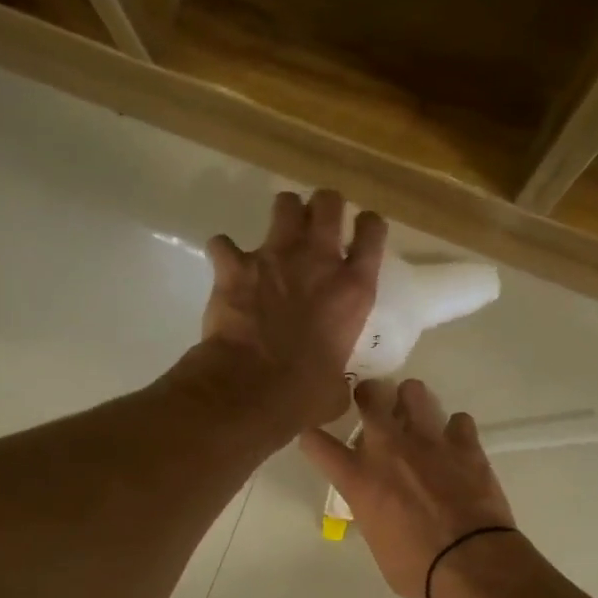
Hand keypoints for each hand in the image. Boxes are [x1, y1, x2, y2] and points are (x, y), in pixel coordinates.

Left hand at [192, 190, 385, 429]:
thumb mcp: (337, 388)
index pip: (373, 234)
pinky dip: (224, 253)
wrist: (251, 389)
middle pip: (329, 202)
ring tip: (278, 234)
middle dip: (324, 206)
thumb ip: (339, 377)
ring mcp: (276, 257)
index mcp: (353, 290)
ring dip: (283, 215)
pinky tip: (226, 266)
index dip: (369, 226)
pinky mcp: (236, 266)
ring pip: (285, 204)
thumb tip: (335, 386)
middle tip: (318, 224)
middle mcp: (319, 261)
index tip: (362, 232)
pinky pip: (224, 244)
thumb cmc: (303, 395)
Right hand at [300, 378, 515, 597]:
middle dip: (367, 395)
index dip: (313, 438)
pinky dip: (455, 430)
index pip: (317, 442)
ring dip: (411, 401)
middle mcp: (389, 449)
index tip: (317, 440)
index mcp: (359, 478)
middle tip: (371, 404)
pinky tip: (456, 445)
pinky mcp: (466, 444)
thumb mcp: (377, 543)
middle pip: (369, 395)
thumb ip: (372, 512)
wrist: (471, 563)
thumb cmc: (417, 569)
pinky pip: (458, 419)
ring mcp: (429, 441)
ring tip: (414, 416)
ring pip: (414, 391)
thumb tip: (380, 505)